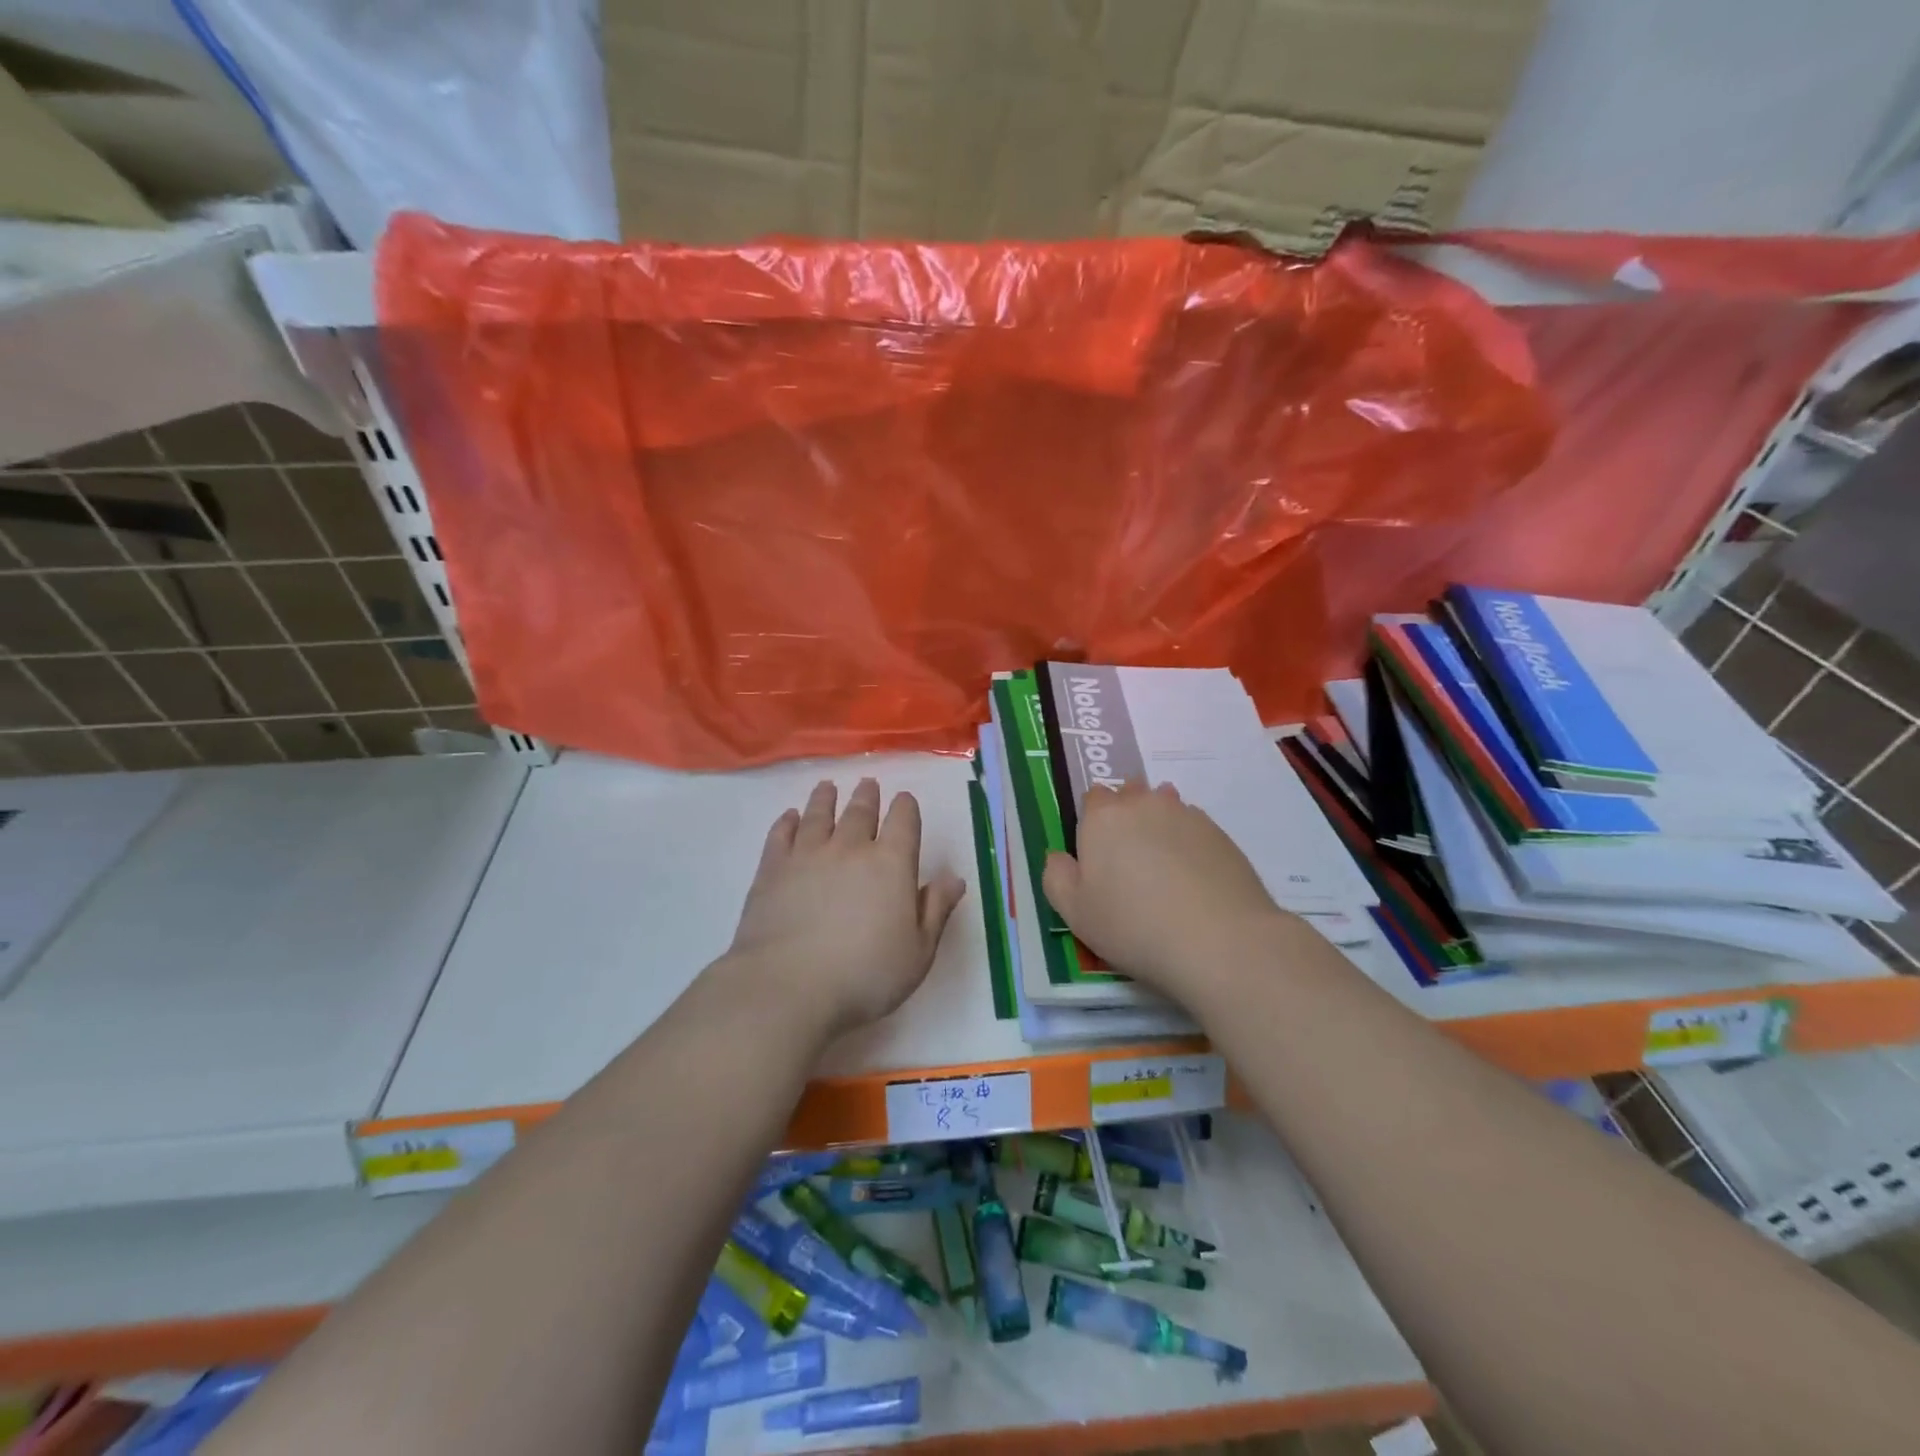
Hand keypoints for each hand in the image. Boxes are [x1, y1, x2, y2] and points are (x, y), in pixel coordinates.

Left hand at [726, 777, 966, 1037]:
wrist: (789, 986)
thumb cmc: (865, 975)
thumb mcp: (918, 952)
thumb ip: (936, 910)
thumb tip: (954, 878)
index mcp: (892, 864)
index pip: (904, 821)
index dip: (906, 807)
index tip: (905, 800)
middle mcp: (850, 848)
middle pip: (861, 812)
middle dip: (867, 796)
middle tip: (868, 784)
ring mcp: (807, 855)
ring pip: (819, 815)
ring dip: (826, 798)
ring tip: (827, 787)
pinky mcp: (772, 869)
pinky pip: (781, 835)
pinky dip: (787, 822)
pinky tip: (790, 817)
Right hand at [1042, 780, 1290, 1001]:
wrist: (1219, 940)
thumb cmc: (1133, 925)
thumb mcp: (1074, 913)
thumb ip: (1057, 877)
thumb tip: (1059, 857)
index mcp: (1103, 817)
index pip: (1092, 798)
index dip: (1092, 822)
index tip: (1096, 853)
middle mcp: (1144, 804)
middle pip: (1130, 795)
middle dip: (1126, 816)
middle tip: (1128, 860)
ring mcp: (1187, 815)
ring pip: (1165, 807)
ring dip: (1159, 826)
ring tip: (1162, 867)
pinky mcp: (1221, 835)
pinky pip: (1194, 828)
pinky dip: (1188, 844)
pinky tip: (1192, 878)